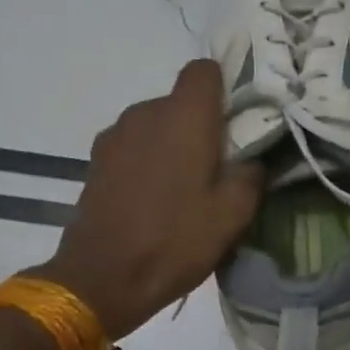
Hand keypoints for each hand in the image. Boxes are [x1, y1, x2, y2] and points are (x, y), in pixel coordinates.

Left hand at [31, 60, 262, 340]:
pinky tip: (156, 199)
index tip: (239, 120)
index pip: (205, 71)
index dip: (225, 88)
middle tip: (221, 166)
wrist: (103, 278)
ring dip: (174, 144)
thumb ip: (251, 176)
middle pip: (181, 101)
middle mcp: (146, 113)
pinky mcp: (97, 160)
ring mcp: (115, 136)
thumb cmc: (175, 242)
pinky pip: (134, 146)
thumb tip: (252, 159)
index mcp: (184, 117)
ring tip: (186, 188)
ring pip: (156, 125)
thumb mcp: (232, 216)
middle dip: (202, 125)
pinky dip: (149, 161)